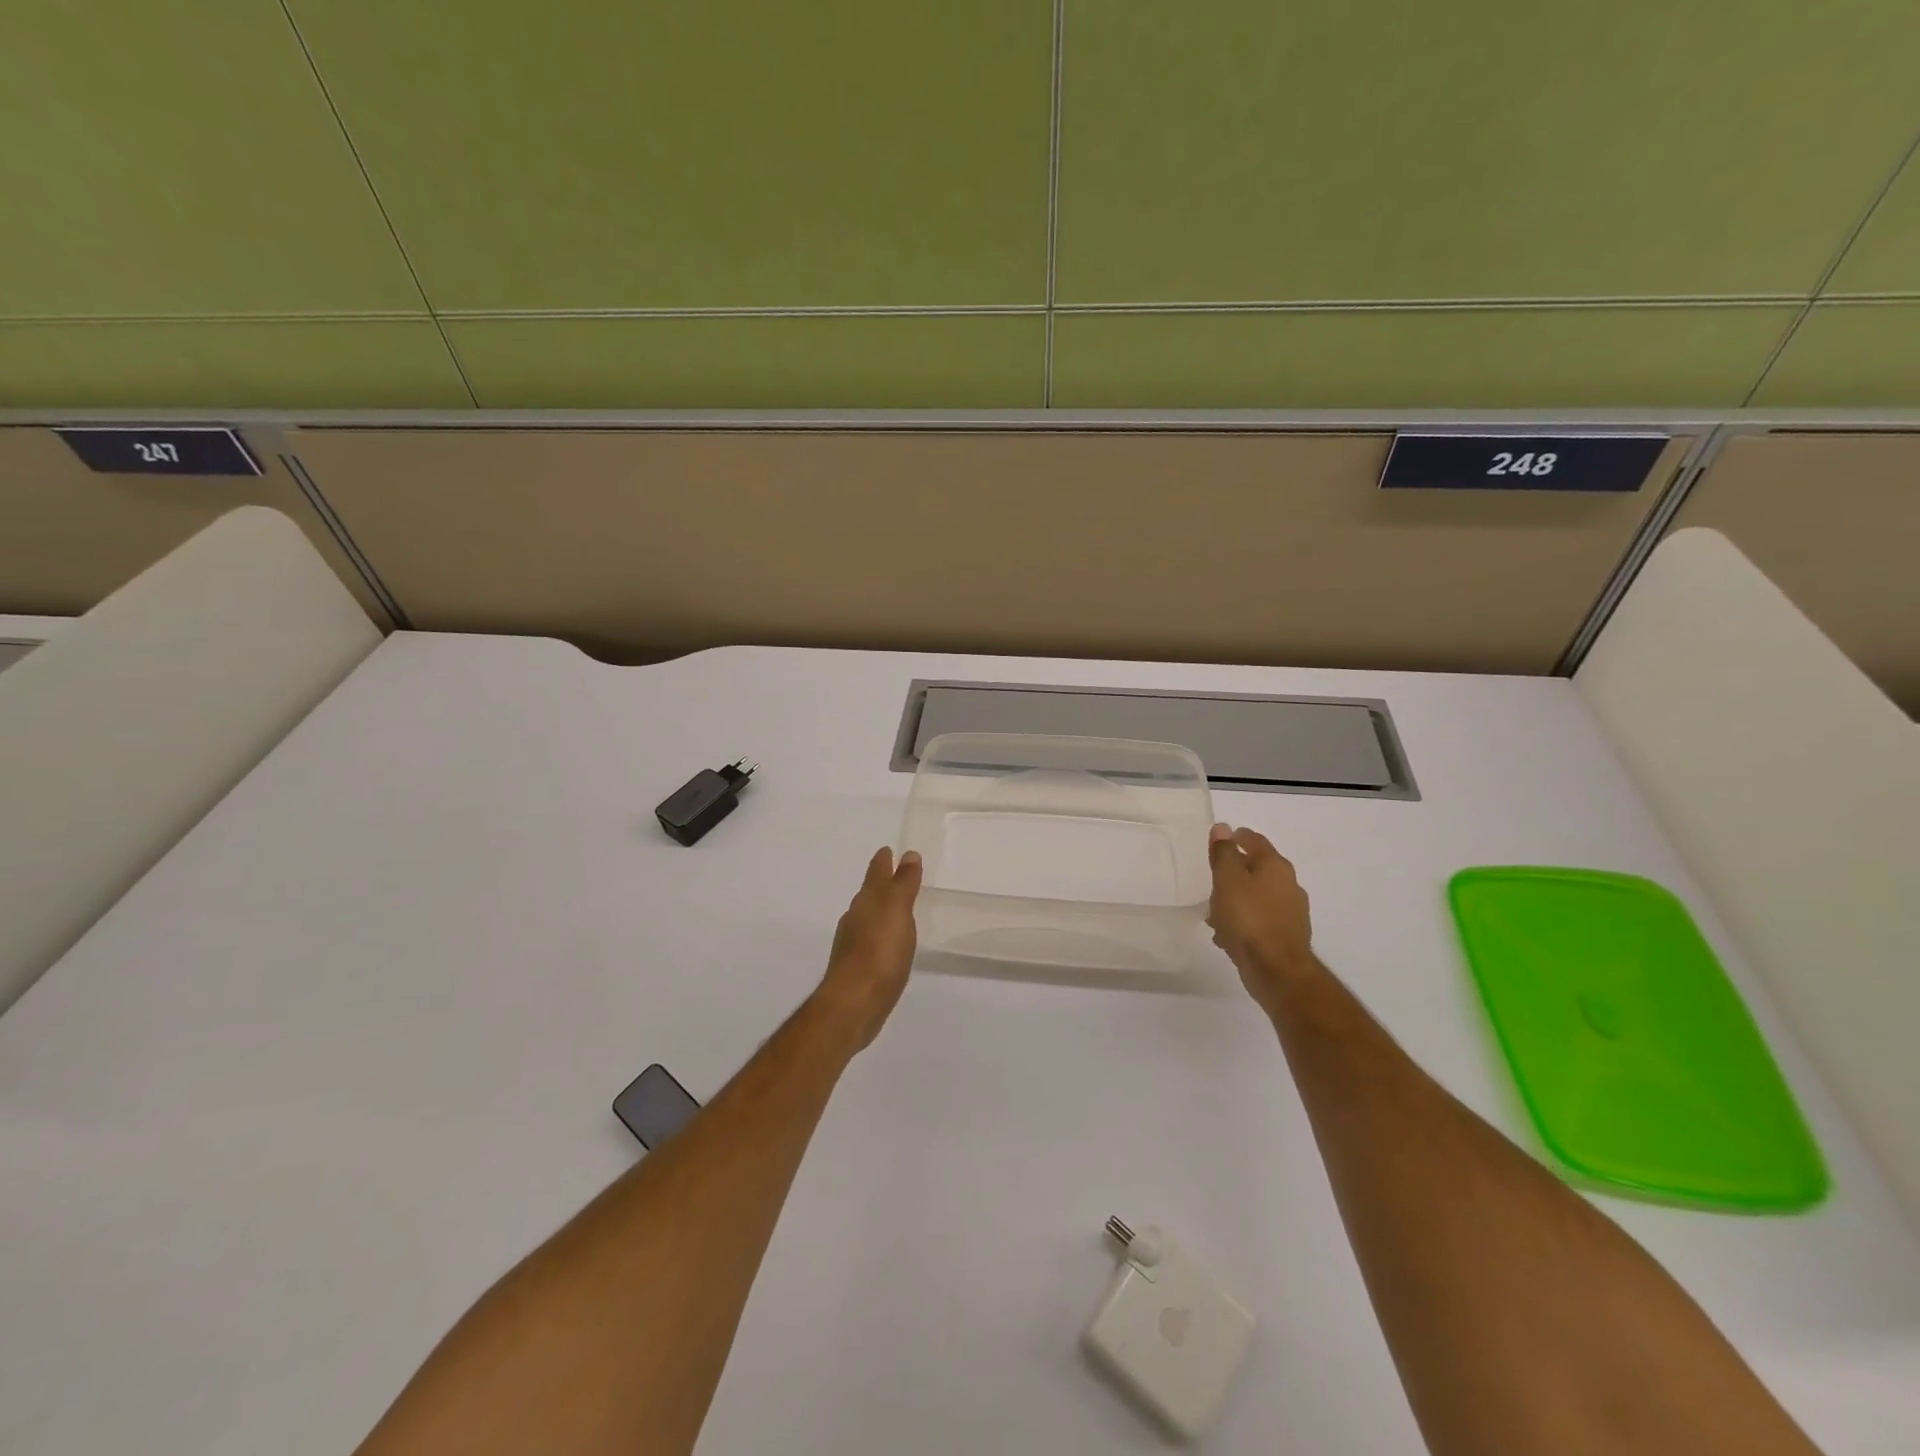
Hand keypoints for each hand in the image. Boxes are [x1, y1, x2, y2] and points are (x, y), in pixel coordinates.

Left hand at [812, 847, 923, 1050]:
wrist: (854, 1003)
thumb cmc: (879, 951)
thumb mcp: (897, 911)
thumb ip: (903, 883)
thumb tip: (907, 854)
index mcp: (867, 901)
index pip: (876, 874)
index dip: (883, 861)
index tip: (887, 850)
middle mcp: (856, 918)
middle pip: (869, 894)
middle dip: (880, 884)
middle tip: (894, 876)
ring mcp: (853, 945)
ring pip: (867, 918)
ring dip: (880, 911)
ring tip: (895, 910)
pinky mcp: (857, 969)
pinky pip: (871, 942)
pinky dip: (880, 936)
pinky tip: (888, 945)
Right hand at [1207, 823, 1316, 1014]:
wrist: (1277, 971)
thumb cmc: (1248, 918)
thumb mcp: (1228, 880)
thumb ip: (1224, 853)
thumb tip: (1223, 828)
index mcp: (1275, 866)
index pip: (1254, 840)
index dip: (1235, 837)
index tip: (1216, 843)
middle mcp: (1288, 885)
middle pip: (1257, 869)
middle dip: (1234, 872)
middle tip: (1212, 878)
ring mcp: (1290, 912)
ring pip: (1257, 896)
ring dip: (1236, 900)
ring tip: (1213, 912)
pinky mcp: (1286, 936)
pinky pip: (1259, 920)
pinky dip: (1243, 921)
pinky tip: (1226, 935)